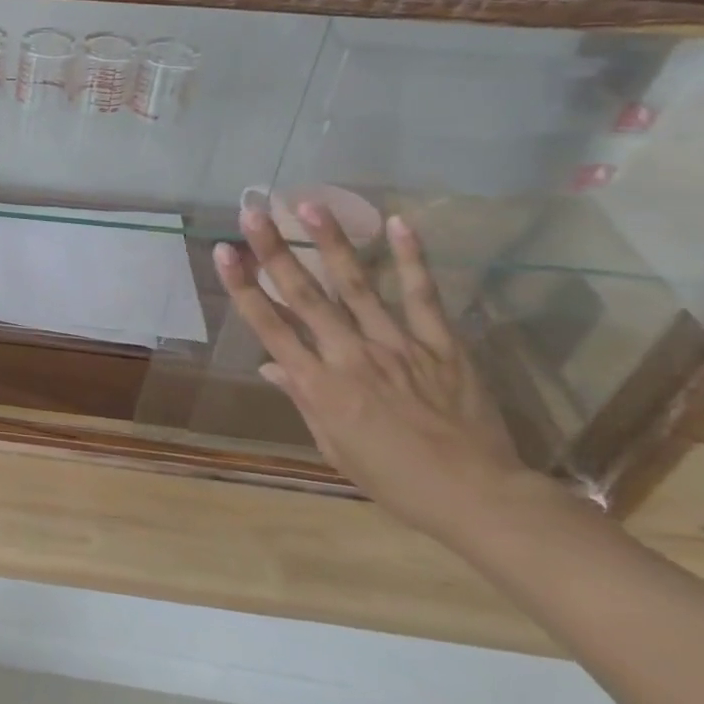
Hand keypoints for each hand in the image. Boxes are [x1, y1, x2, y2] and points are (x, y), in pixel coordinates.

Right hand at [213, 202, 541, 539]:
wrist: (478, 497)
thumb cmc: (394, 480)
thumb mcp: (334, 447)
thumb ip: (304, 399)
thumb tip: (272, 365)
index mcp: (320, 386)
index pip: (271, 327)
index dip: (243, 287)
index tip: (224, 253)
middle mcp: (351, 356)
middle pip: (306, 295)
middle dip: (276, 251)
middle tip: (254, 213)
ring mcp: (398, 346)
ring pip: (357, 285)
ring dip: (331, 242)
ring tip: (310, 205)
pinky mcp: (441, 344)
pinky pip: (423, 296)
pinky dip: (411, 259)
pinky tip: (398, 223)